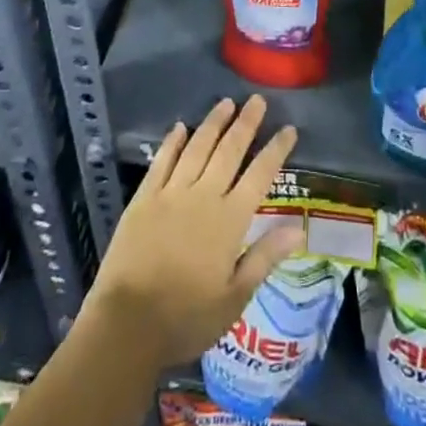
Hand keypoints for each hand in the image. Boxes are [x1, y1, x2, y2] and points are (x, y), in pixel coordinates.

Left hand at [83, 95, 302, 368]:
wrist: (127, 326)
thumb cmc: (186, 318)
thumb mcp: (234, 298)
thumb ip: (264, 257)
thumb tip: (299, 228)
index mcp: (229, 221)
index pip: (259, 175)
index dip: (275, 150)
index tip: (288, 128)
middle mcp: (203, 196)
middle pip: (229, 151)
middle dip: (246, 123)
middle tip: (257, 99)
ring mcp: (171, 193)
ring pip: (198, 147)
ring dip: (214, 123)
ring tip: (226, 102)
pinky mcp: (144, 198)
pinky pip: (163, 161)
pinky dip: (173, 142)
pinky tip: (181, 127)